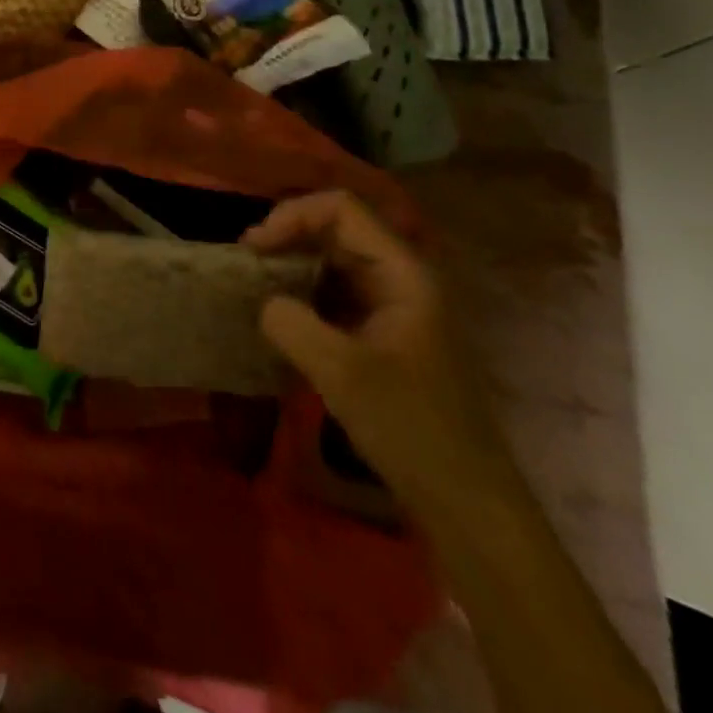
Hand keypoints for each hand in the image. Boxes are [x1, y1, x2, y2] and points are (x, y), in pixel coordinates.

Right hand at [246, 192, 520, 525]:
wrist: (466, 502)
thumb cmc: (411, 428)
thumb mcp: (341, 373)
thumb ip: (291, 324)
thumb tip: (265, 302)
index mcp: (403, 272)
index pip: (340, 210)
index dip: (292, 216)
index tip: (255, 249)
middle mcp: (401, 278)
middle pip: (336, 230)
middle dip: (287, 237)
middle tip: (246, 265)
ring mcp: (395, 306)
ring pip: (334, 262)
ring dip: (293, 266)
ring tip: (256, 287)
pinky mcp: (384, 334)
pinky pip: (337, 294)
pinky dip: (304, 295)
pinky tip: (280, 317)